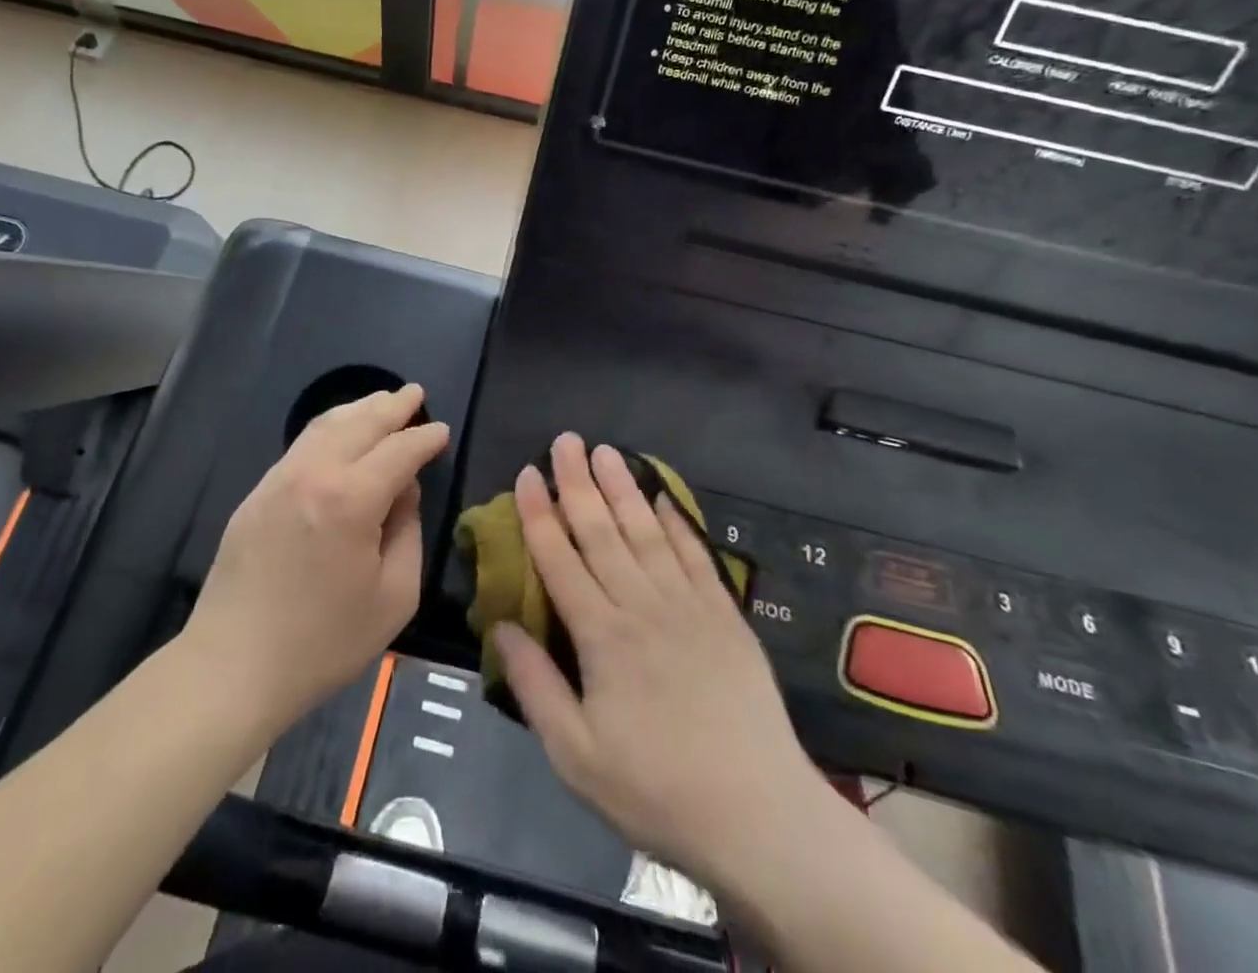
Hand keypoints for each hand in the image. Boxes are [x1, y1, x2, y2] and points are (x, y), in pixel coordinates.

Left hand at [186, 385, 449, 733]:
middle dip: (393, 405)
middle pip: (361, 422)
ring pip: (326, 425)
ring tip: (383, 400)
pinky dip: (329, 427)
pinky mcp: (258, 493)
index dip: (425, 439)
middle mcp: (314, 473)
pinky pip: (301, 444)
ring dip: (360, 408)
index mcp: (352, 498)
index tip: (442, 432)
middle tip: (416, 394)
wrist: (233, 667)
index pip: (399, 450)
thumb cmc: (324, 642)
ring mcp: (280, 478)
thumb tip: (404, 493)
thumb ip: (408, 532)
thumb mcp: (394, 596)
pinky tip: (340, 430)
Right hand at [495, 434, 832, 896]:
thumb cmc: (656, 790)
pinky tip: (662, 497)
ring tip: (606, 450)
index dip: (539, 513)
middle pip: (601, 531)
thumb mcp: (576, 756)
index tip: (528, 474)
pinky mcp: (724, 614)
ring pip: (645, 531)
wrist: (759, 816)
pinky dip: (676, 522)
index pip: (559, 558)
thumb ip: (535, 686)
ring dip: (622, 488)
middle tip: (565, 440)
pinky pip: (695, 554)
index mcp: (601, 636)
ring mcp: (687, 604)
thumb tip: (499, 627)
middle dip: (578, 482)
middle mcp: (641, 605)